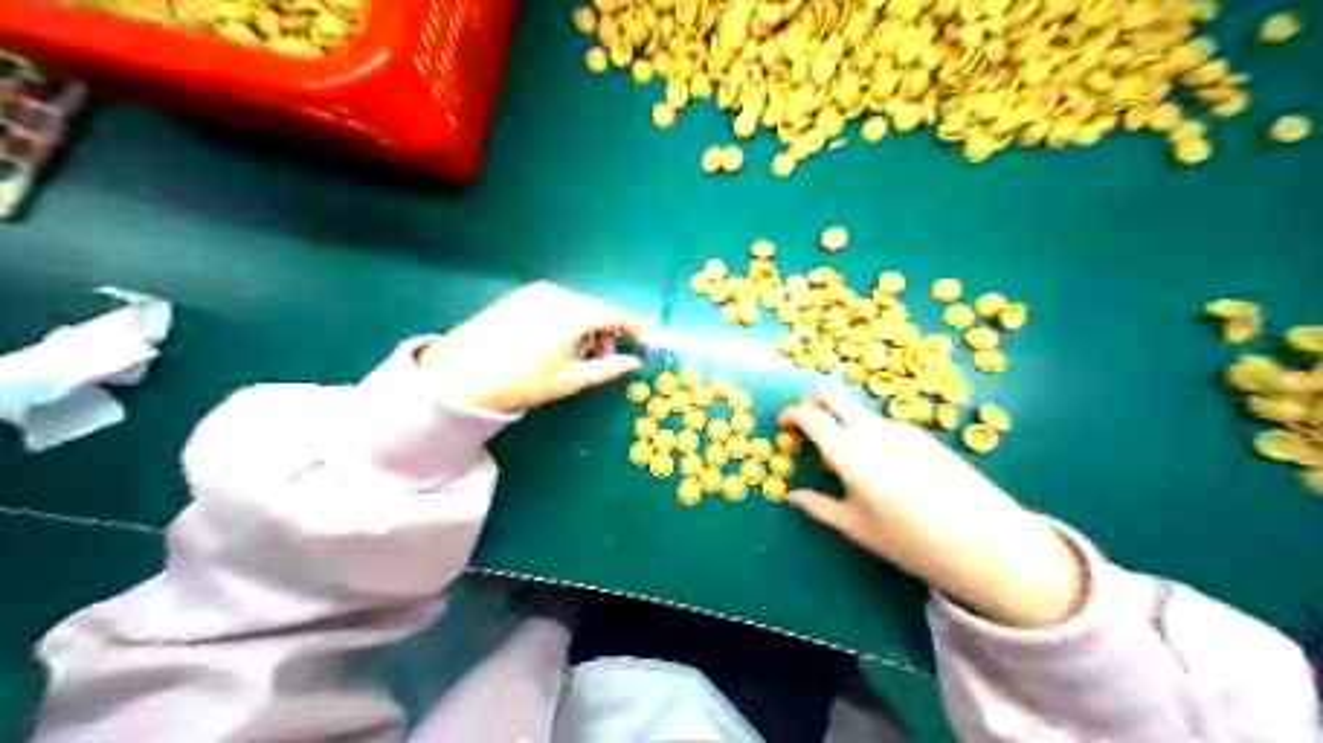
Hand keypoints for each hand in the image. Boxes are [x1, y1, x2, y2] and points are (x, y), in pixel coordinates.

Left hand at [412, 280, 640, 410]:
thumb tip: (634, 363)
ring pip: (575, 306)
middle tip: (603, 359)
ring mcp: (534, 292)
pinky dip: (564, 321)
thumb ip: (607, 368)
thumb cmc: (522, 381)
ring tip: (574, 356)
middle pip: (595, 308)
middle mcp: (558, 293)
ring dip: (585, 327)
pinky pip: (554, 304)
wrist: (460, 375)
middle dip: (607, 332)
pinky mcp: (517, 296)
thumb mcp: (570, 380)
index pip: (616, 315)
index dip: (634, 329)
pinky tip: (552, 344)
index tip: (642, 343)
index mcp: (575, 312)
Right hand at [777, 393, 1078, 630]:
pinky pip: (884, 424)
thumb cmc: (909, 539)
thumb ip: (818, 506)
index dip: (791, 415)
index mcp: (849, 451)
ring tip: (845, 464)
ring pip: (861, 412)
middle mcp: (873, 429)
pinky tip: (879, 467)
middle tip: (805, 424)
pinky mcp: (924, 435)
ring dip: (842, 423)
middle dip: (813, 402)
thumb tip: (791, 495)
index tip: (783, 427)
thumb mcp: (856, 527)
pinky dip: (868, 433)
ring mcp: (902, 428)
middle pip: (835, 396)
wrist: (983, 541)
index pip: (810, 415)